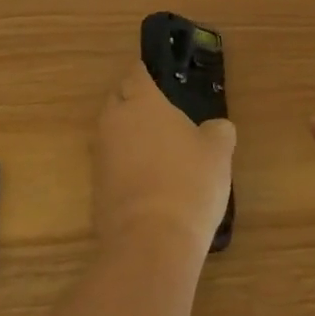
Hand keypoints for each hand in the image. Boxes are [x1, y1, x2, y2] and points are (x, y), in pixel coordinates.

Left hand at [94, 65, 235, 257]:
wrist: (151, 243)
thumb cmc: (188, 182)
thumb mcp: (218, 151)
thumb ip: (217, 131)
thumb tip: (215, 129)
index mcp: (141, 103)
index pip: (135, 74)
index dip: (145, 72)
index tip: (158, 75)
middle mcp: (114, 124)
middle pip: (117, 100)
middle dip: (132, 100)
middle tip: (158, 108)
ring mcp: (101, 158)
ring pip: (111, 133)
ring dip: (128, 134)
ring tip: (156, 144)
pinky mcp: (96, 190)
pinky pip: (111, 164)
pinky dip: (125, 164)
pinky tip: (148, 177)